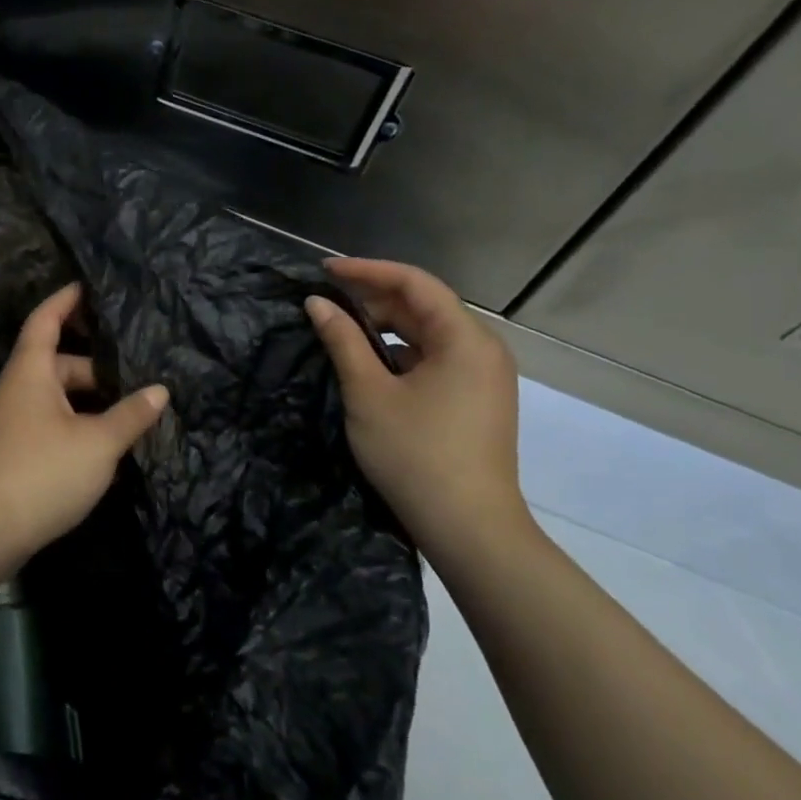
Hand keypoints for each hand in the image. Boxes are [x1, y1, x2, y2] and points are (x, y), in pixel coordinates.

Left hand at [0, 283, 169, 547]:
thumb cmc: (42, 471)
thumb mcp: (97, 442)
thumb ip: (130, 415)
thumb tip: (159, 391)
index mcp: (31, 371)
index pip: (46, 320)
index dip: (66, 300)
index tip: (89, 286)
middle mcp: (18, 389)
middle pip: (57, 362)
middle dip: (94, 364)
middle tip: (135, 367)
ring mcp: (12, 421)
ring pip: (56, 396)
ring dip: (88, 399)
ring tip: (129, 405)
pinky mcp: (14, 451)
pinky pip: (50, 421)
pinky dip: (76, 422)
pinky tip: (104, 441)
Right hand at [305, 257, 532, 565]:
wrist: (469, 529)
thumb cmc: (416, 455)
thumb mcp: (369, 394)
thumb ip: (342, 341)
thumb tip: (317, 304)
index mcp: (465, 339)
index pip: (414, 283)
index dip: (367, 270)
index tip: (324, 270)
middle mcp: (482, 348)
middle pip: (424, 305)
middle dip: (374, 299)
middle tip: (326, 302)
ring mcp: (483, 376)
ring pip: (428, 333)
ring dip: (385, 327)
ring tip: (341, 330)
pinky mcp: (476, 399)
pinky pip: (435, 358)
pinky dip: (400, 352)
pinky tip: (369, 363)